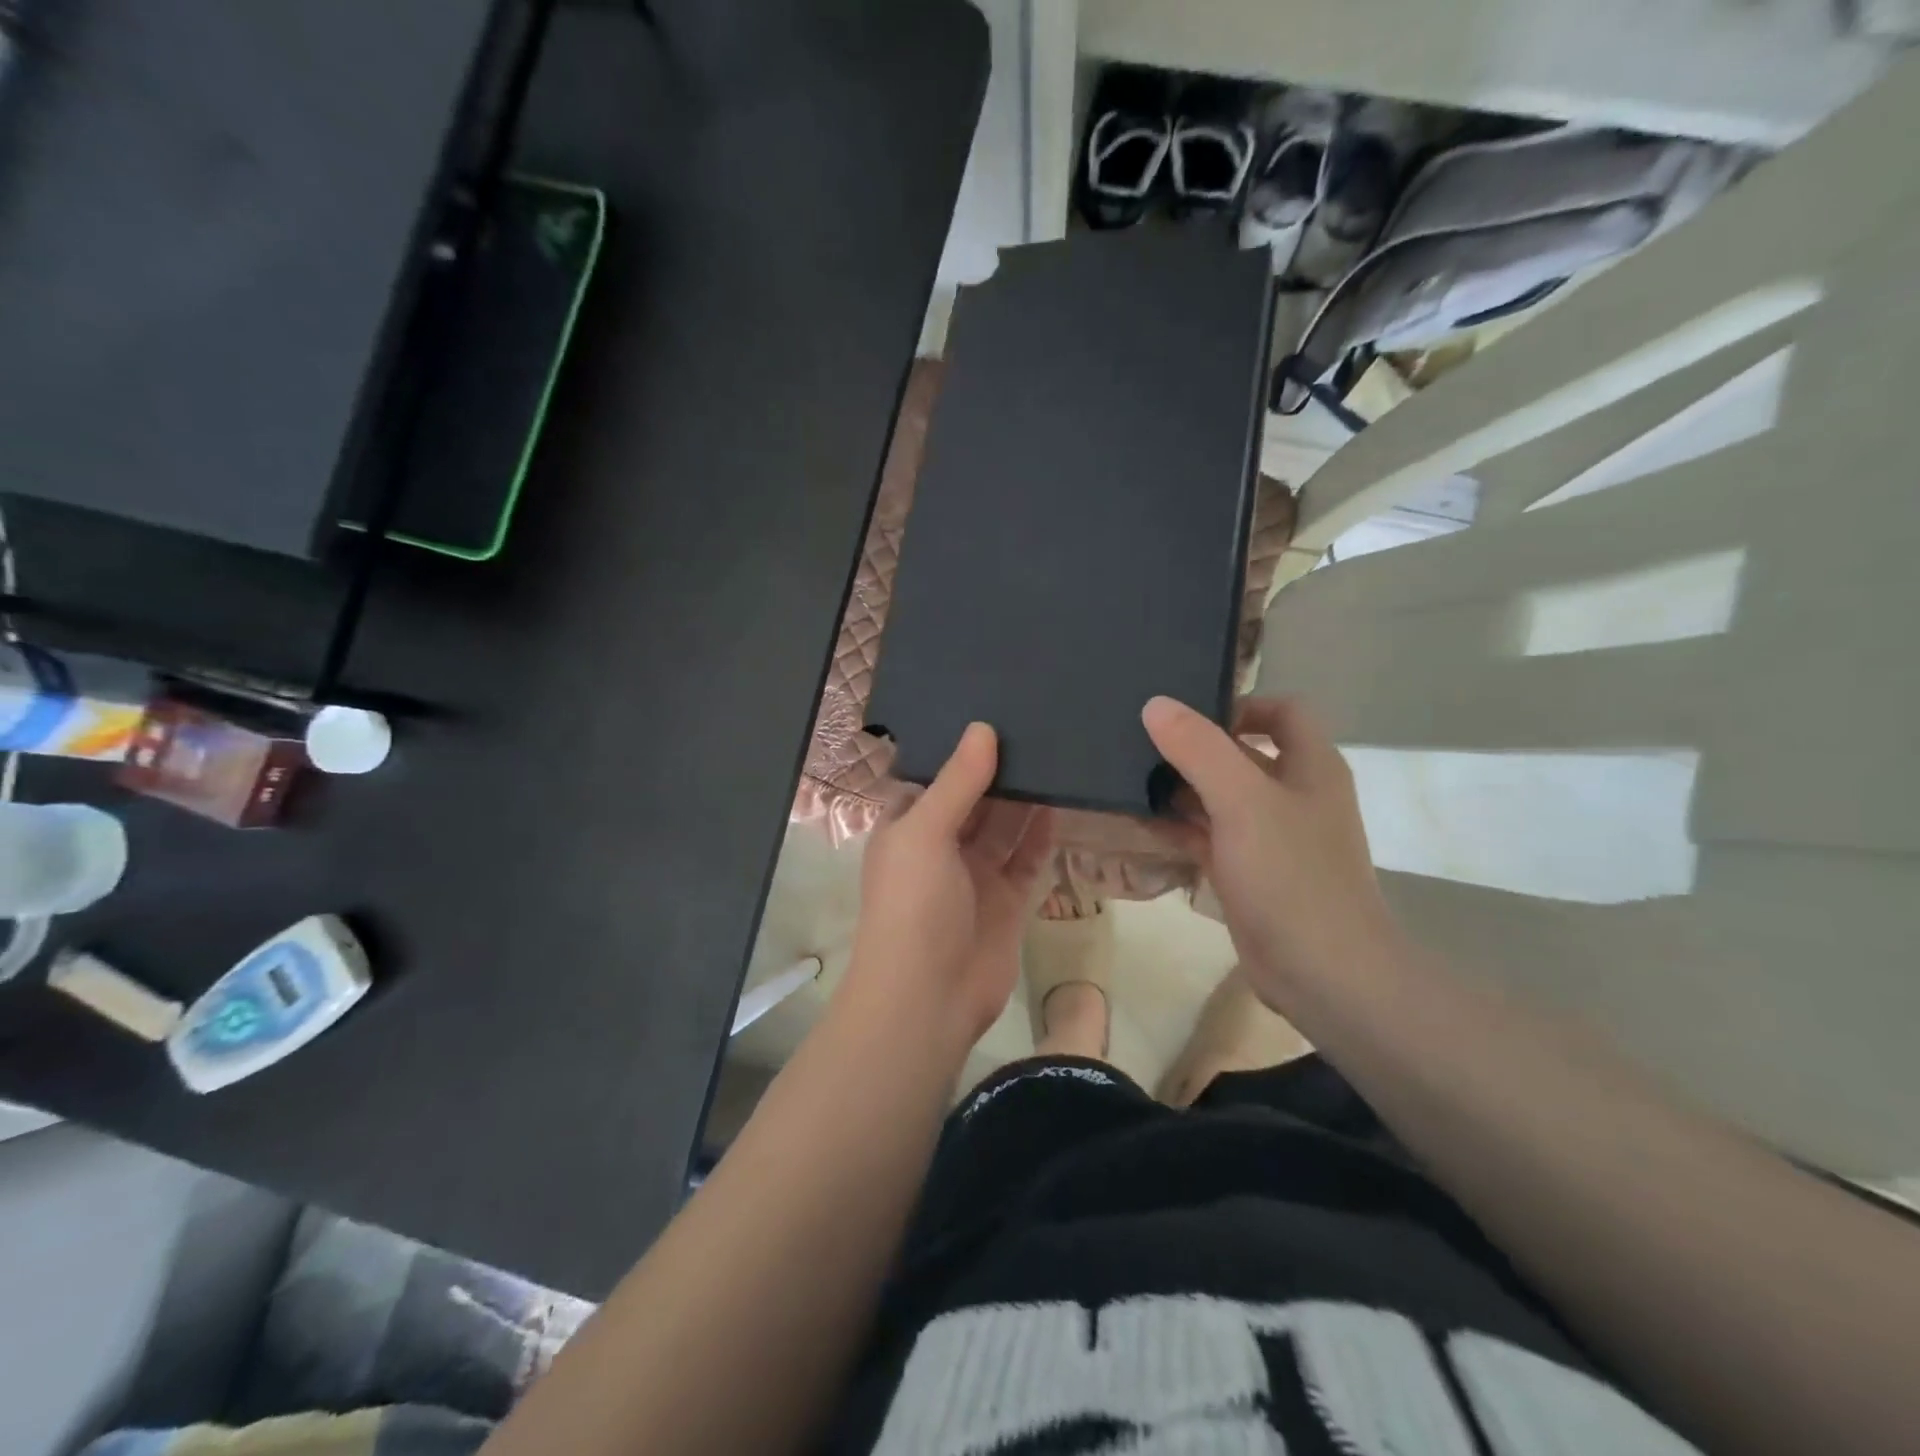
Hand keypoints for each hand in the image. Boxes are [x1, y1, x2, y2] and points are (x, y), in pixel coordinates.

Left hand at [841, 723, 1054, 1045]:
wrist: (928, 997)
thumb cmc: (912, 904)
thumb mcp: (925, 831)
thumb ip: (957, 782)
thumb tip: (983, 728)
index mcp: (907, 827)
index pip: (933, 777)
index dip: (958, 749)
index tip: (991, 710)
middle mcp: (940, 846)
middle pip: (974, 799)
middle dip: (998, 769)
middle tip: (1035, 723)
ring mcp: (976, 875)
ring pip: (1005, 826)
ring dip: (1025, 797)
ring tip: (1055, 752)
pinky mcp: (1008, 900)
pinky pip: (1028, 858)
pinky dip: (1042, 834)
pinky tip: (1062, 800)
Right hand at [1142, 695, 1397, 1003]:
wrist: (1325, 973)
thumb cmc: (1291, 875)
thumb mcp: (1242, 801)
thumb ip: (1199, 749)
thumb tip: (1156, 704)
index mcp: (1310, 766)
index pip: (1282, 711)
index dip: (1240, 706)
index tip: (1188, 718)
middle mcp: (1294, 795)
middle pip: (1244, 753)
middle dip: (1195, 748)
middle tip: (1140, 744)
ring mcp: (1272, 837)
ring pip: (1222, 797)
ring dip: (1182, 788)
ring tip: (1129, 779)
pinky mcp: (1250, 872)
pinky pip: (1210, 836)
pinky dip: (1180, 827)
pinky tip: (1142, 823)